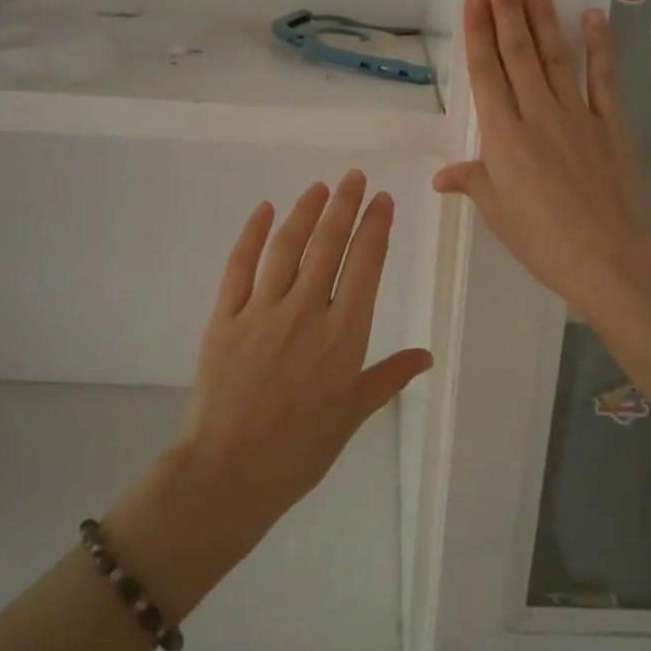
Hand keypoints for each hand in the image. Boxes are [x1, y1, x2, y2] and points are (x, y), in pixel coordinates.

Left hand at [178, 172, 432, 542]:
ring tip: (319, 188)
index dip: (376, 228)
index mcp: (343, 335)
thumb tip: (426, 356)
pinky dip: (251, 235)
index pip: (365, 266)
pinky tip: (263, 210)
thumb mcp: (352, 414)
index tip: (383, 200)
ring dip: (305, 213)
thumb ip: (388, 377)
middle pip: (328, 246)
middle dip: (345, 206)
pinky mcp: (224, 318)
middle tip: (355, 177)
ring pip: (287, 248)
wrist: (230, 472)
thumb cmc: (300, 449)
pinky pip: (239, 267)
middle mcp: (306, 312)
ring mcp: (261, 311)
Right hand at [433, 0, 650, 318]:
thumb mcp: (498, 214)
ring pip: (556, 56)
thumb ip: (473, 183)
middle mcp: (537, 114)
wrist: (608, 257)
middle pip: (519, 52)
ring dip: (544, 16)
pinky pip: (602, 78)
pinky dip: (599, 46)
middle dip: (509, 7)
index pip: (486, 73)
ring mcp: (577, 115)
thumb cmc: (542, 241)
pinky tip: (594, 17)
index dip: (479, 32)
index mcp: (502, 137)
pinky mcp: (611, 124)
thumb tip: (442, 175)